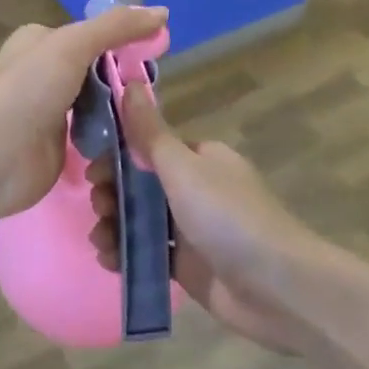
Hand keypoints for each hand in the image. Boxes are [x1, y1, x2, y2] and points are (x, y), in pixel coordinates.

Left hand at [0, 6, 168, 228]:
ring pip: (98, 102)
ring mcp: (49, 109)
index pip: (92, 33)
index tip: (157, 52)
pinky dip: (111, 135)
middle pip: (98, 69)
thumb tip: (162, 12)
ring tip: (147, 117)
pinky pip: (94, 133)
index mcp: (40, 40)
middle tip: (152, 92)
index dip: (124, 41)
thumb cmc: (29, 92)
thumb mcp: (72, 46)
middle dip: (124, 79)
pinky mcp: (58, 143)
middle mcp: (43, 71)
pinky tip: (132, 140)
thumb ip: (116, 27)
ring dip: (120, 109)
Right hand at [91, 87, 331, 354]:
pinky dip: (126, 254)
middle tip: (98, 208)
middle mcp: (195, 188)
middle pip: (140, 184)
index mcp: (199, 158)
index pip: (148, 147)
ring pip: (140, 220)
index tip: (92, 172)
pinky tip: (109, 261)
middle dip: (112, 194)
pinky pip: (148, 253)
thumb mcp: (183, 168)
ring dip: (114, 226)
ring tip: (100, 241)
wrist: (277, 287)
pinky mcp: (188, 265)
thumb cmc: (228, 217)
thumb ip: (150, 131)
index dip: (117, 157)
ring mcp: (191, 229)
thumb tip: (129, 81)